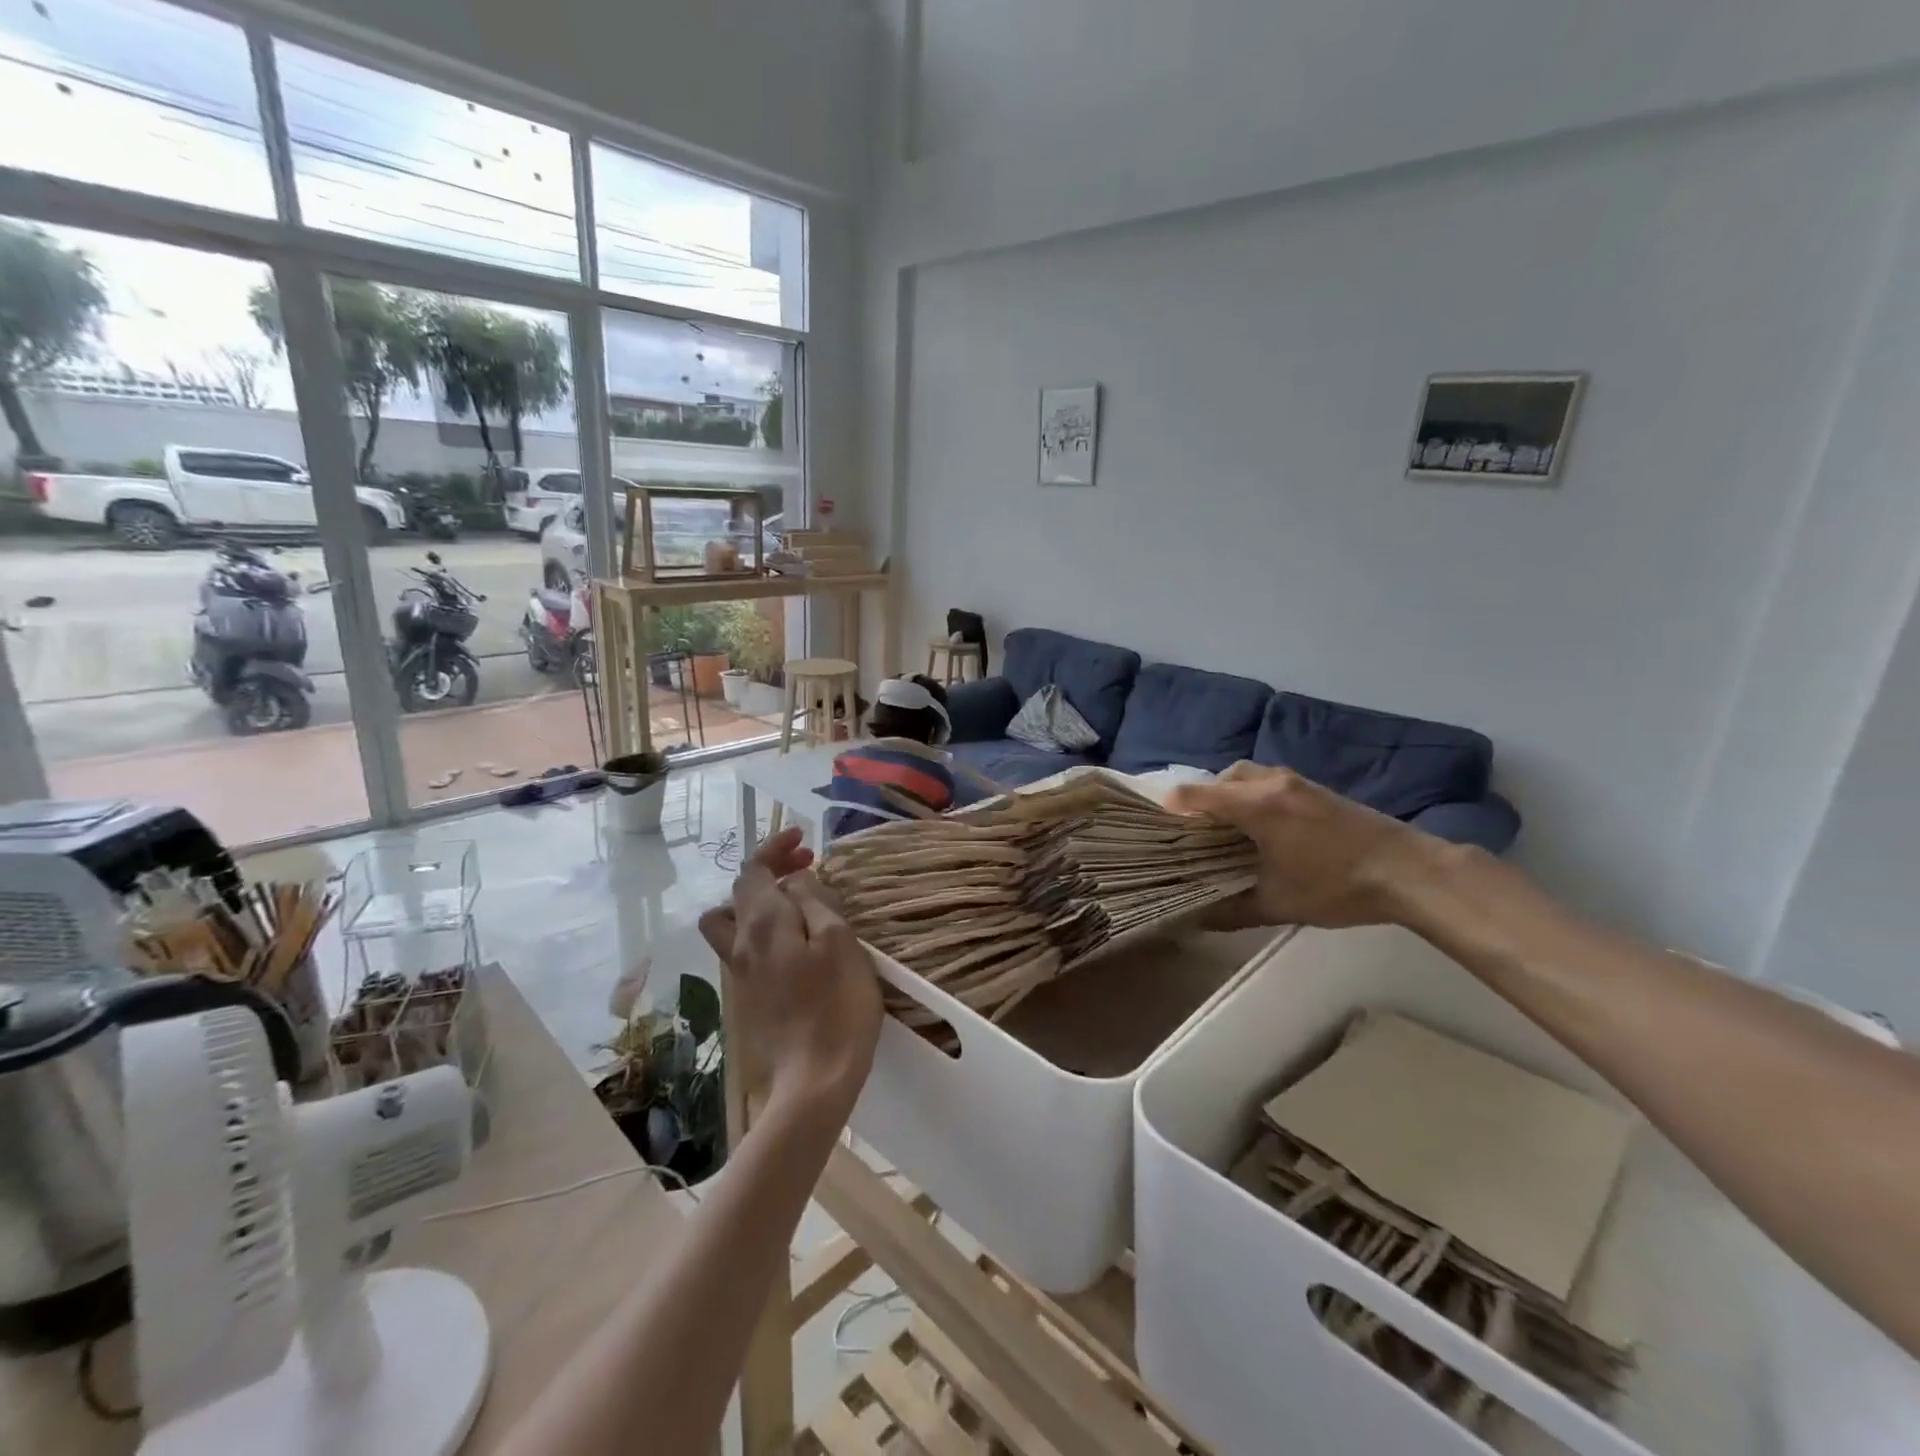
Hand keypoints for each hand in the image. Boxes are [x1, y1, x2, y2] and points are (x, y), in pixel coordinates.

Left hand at [698, 828, 883, 1115]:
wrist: (814, 1080)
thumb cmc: (837, 1005)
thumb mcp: (839, 941)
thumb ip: (815, 902)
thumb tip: (795, 881)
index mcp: (763, 923)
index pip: (754, 869)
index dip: (775, 847)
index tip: (803, 837)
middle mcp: (741, 942)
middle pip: (741, 891)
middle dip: (770, 868)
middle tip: (808, 865)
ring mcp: (740, 972)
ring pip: (733, 920)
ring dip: (759, 900)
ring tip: (794, 902)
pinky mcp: (748, 995)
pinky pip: (743, 945)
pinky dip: (761, 927)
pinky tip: (793, 939)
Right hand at [1165, 762, 1457, 928]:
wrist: (1409, 872)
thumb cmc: (1337, 886)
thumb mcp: (1279, 904)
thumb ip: (1234, 910)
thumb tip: (1198, 921)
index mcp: (1256, 806)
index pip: (1199, 794)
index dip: (1174, 805)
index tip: (1159, 823)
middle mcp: (1272, 784)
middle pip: (1224, 777)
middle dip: (1205, 796)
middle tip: (1196, 827)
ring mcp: (1299, 783)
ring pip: (1250, 776)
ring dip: (1233, 793)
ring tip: (1228, 827)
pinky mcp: (1319, 790)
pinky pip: (1272, 782)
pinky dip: (1256, 795)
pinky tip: (1265, 826)